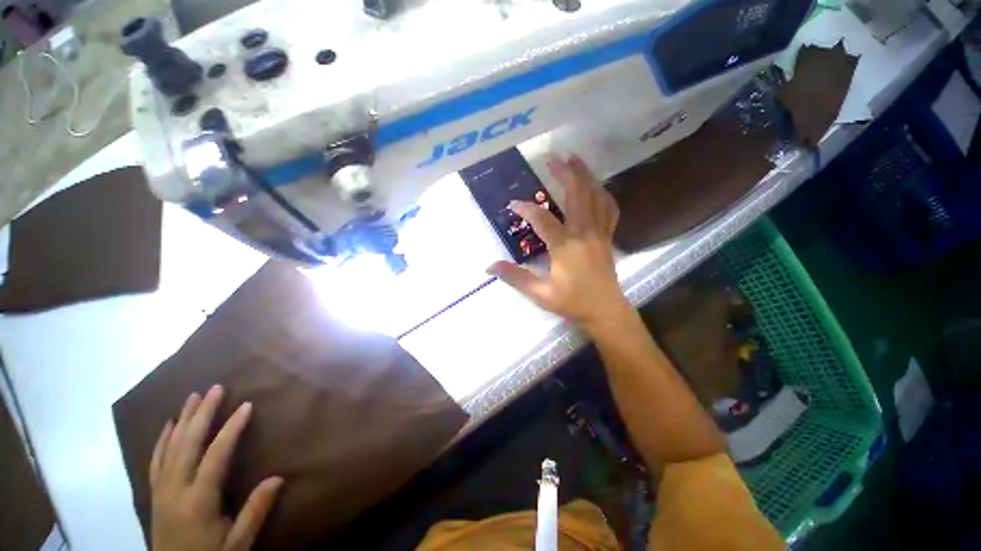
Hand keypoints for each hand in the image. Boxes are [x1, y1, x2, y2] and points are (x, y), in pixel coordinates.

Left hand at [150, 385, 282, 550]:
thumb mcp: (238, 544)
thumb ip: (255, 511)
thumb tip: (278, 478)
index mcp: (198, 500)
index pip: (215, 456)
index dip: (231, 429)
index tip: (246, 405)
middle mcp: (176, 489)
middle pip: (188, 445)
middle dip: (202, 414)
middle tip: (215, 388)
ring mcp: (161, 490)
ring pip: (170, 448)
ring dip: (182, 420)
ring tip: (192, 397)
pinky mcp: (155, 494)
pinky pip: (156, 461)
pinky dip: (162, 440)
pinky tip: (168, 426)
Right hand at [488, 155, 629, 332]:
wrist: (605, 312)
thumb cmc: (572, 303)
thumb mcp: (540, 294)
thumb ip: (516, 277)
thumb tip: (490, 266)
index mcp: (566, 247)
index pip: (542, 220)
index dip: (526, 209)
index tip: (513, 204)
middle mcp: (584, 233)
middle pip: (576, 195)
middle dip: (564, 173)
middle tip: (551, 157)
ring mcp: (600, 233)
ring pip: (596, 197)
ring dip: (585, 175)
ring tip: (575, 159)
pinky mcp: (608, 236)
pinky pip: (609, 209)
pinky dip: (603, 193)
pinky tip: (596, 186)